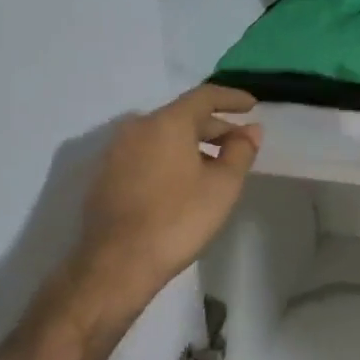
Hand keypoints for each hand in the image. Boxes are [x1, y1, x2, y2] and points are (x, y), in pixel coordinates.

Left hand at [73, 85, 262, 307]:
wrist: (117, 263)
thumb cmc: (178, 218)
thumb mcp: (223, 185)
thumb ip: (241, 151)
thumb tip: (251, 130)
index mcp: (166, 122)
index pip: (204, 96)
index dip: (232, 98)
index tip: (253, 105)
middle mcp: (137, 128)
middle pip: (182, 116)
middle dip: (215, 126)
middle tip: (240, 143)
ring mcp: (116, 151)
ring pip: (163, 136)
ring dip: (192, 143)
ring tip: (216, 165)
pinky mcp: (106, 175)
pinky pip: (147, 153)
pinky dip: (171, 157)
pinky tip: (185, 181)